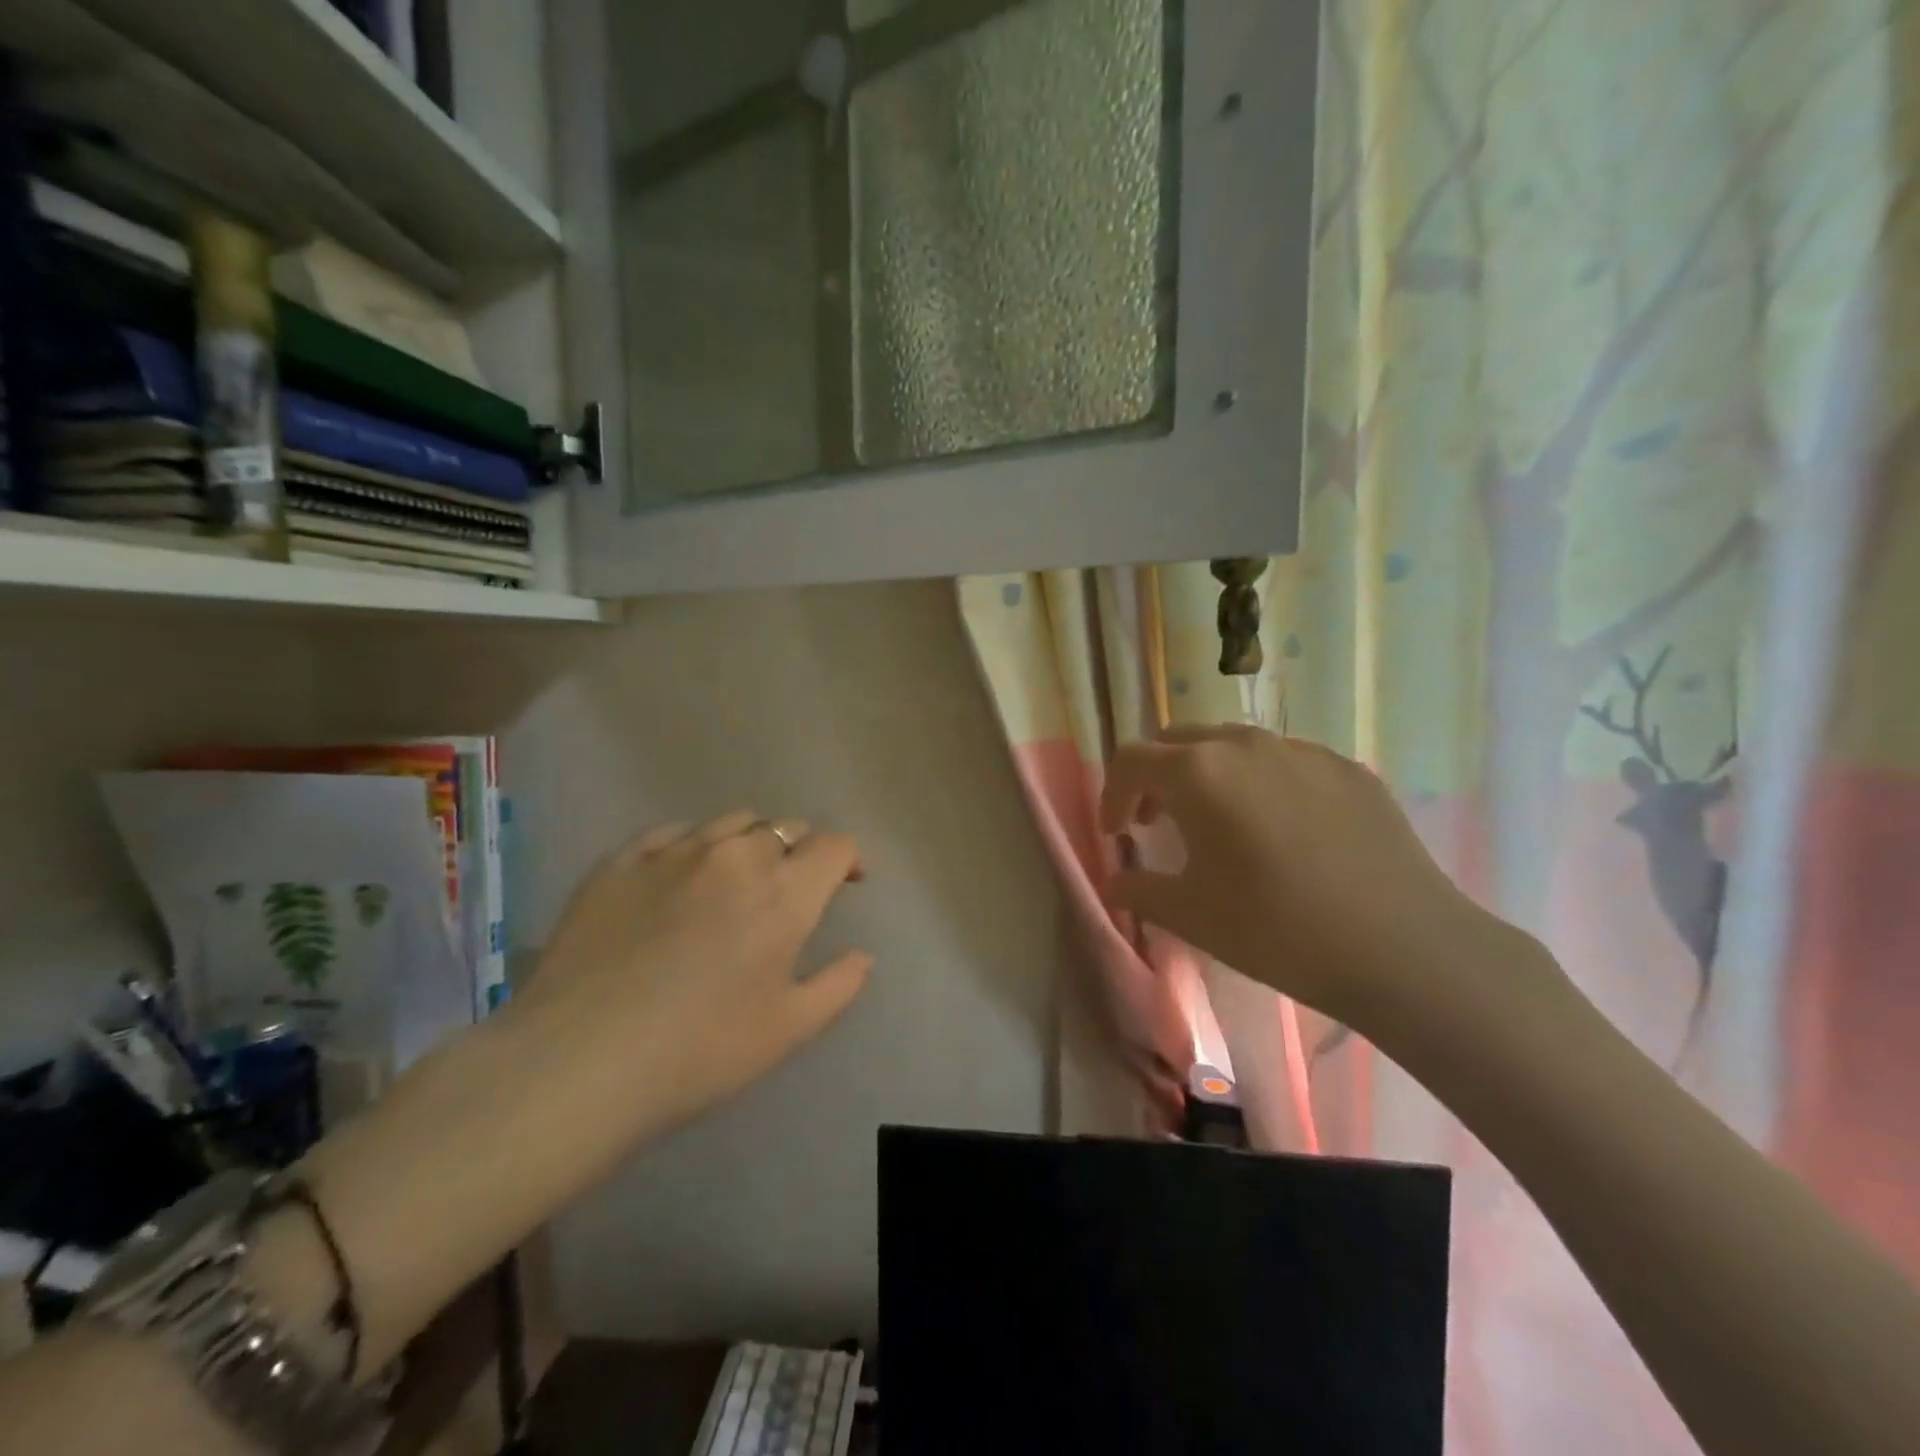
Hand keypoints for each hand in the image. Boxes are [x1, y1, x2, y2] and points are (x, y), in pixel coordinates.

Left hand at [504, 811, 871, 1145]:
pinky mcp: (620, 862)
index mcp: (784, 892)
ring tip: (737, 877)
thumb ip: (838, 985)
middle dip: (800, 852)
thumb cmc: (701, 1051)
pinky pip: (670, 833)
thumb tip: (863, 956)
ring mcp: (673, 853)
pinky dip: (691, 845)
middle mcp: (735, 855)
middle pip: (784, 828)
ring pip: (730, 822)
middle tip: (790, 889)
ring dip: (750, 842)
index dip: (848, 858)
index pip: (833, 845)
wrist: (580, 1062)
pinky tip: (680, 876)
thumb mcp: (789, 1029)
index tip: (847, 882)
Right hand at [1101, 725, 1531, 1042]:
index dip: (1112, 795)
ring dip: (1207, 775)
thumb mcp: (1190, 916)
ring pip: (1233, 745)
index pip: (1131, 761)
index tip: (1117, 835)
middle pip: (1178, 741)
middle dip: (1155, 776)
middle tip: (1155, 821)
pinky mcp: (1347, 768)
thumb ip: (1139, 889)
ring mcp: (1302, 751)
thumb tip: (1117, 881)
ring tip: (1216, 823)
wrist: (1404, 948)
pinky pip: (1284, 762)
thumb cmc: (1278, 929)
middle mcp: (1244, 744)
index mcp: (1197, 772)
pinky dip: (1260, 783)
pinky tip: (1281, 831)